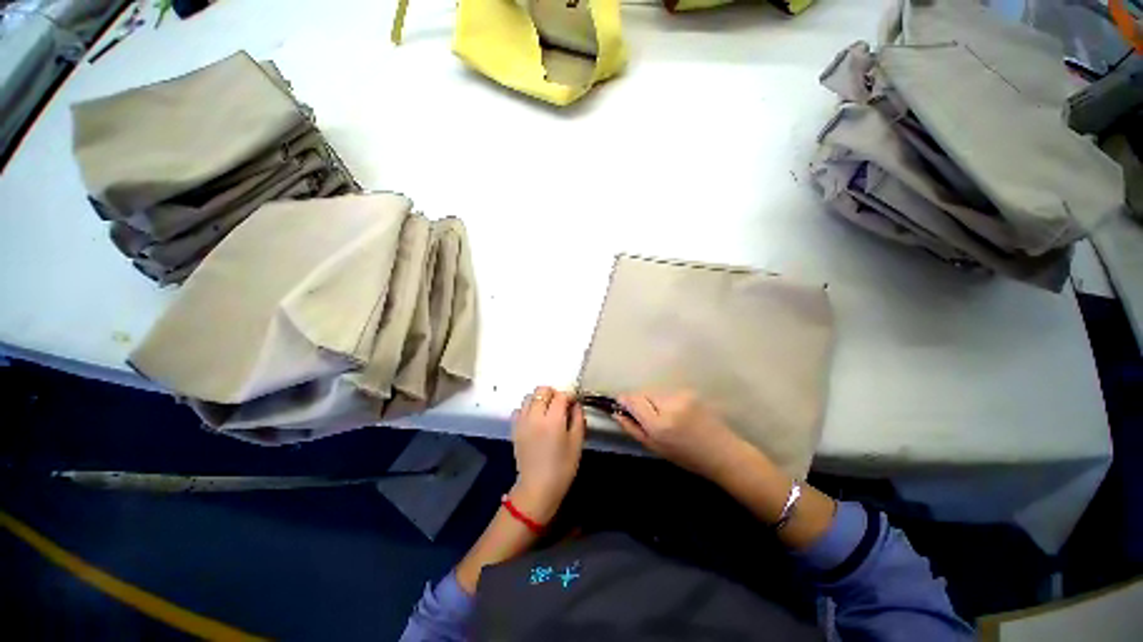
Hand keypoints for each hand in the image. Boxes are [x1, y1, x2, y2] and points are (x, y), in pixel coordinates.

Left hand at [509, 386, 584, 522]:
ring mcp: (522, 421)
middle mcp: (535, 416)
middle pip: (542, 390)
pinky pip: (519, 409)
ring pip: (529, 396)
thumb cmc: (562, 468)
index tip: (573, 404)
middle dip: (553, 394)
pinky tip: (534, 419)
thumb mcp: (577, 443)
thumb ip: (578, 419)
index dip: (568, 396)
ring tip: (547, 411)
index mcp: (553, 420)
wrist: (537, 488)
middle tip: (560, 405)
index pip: (560, 395)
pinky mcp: (514, 429)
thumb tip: (575, 404)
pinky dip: (527, 408)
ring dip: (539, 399)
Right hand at [615, 390, 749, 481]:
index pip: (633, 400)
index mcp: (659, 424)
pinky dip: (666, 400)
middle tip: (646, 417)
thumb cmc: (687, 457)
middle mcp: (669, 405)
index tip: (620, 404)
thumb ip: (633, 429)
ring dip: (653, 401)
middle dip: (640, 402)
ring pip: (655, 392)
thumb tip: (617, 413)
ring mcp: (681, 396)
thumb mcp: (655, 448)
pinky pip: (668, 393)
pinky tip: (676, 413)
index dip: (624, 400)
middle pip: (643, 393)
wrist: (722, 453)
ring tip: (664, 417)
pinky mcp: (690, 392)